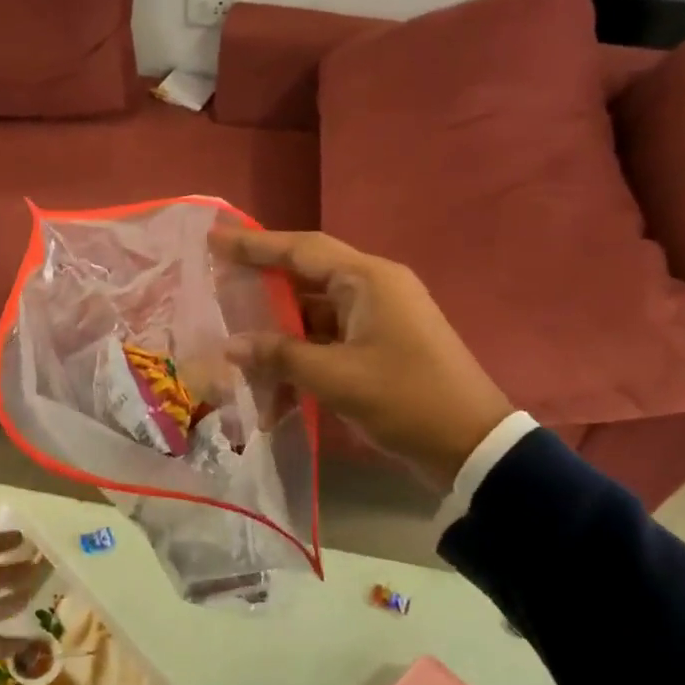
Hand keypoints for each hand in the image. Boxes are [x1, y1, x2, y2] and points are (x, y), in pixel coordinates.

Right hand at [211, 227, 513, 485]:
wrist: (470, 445)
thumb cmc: (404, 399)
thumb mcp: (335, 377)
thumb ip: (279, 355)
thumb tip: (231, 346)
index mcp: (368, 281)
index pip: (301, 250)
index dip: (255, 244)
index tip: (214, 239)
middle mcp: (373, 290)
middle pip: (305, 277)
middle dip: (261, 284)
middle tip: (217, 284)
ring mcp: (377, 319)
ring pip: (314, 313)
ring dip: (279, 331)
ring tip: (235, 340)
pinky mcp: (378, 348)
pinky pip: (328, 340)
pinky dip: (300, 355)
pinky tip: (272, 380)